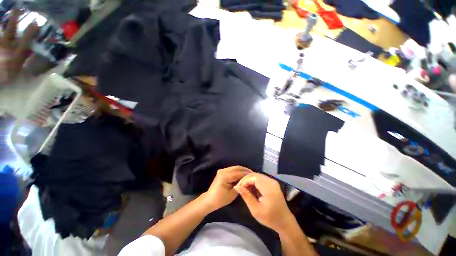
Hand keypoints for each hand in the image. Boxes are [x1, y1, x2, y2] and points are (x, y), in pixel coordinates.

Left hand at [202, 166, 252, 211]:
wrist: (210, 200)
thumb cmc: (221, 199)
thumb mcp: (232, 194)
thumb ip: (240, 185)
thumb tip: (247, 180)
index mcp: (225, 176)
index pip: (239, 173)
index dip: (247, 174)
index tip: (254, 176)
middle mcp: (223, 170)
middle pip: (237, 168)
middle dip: (245, 170)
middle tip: (253, 174)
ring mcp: (222, 170)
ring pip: (235, 168)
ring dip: (242, 170)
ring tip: (249, 174)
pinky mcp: (222, 171)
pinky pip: (232, 170)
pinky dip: (238, 171)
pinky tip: (243, 175)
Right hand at [234, 173, 293, 232]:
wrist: (284, 221)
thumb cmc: (270, 218)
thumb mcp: (256, 210)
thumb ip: (246, 196)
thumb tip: (236, 187)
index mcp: (269, 188)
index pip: (254, 178)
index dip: (245, 181)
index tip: (238, 188)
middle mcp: (271, 181)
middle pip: (255, 175)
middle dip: (246, 180)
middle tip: (239, 187)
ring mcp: (272, 181)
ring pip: (257, 176)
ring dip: (249, 180)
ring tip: (244, 188)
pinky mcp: (272, 183)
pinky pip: (260, 178)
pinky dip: (254, 182)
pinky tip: (250, 188)